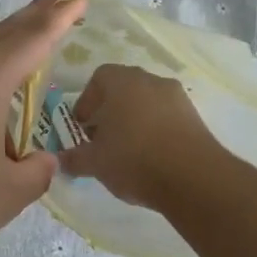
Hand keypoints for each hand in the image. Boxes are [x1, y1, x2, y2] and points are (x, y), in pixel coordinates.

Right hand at [58, 64, 224, 209]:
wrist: (194, 178)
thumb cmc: (134, 159)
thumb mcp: (95, 162)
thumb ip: (74, 158)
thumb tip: (60, 160)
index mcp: (122, 81)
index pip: (99, 78)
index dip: (87, 100)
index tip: (83, 125)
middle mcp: (150, 80)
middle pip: (124, 88)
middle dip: (111, 110)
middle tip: (103, 137)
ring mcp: (177, 97)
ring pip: (148, 102)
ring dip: (135, 120)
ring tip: (128, 150)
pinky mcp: (196, 117)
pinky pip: (168, 117)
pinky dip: (157, 130)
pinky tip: (153, 157)